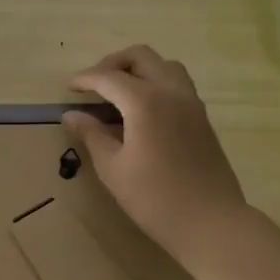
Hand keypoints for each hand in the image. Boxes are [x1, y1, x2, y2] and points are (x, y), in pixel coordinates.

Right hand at [63, 45, 247, 263]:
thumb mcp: (113, 168)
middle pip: (141, 57)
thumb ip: (91, 135)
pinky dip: (155, 82)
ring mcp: (192, 103)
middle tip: (93, 85)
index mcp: (146, 102)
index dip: (86, 79)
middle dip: (113, 64)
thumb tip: (71, 115)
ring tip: (118, 93)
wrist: (210, 221)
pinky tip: (141, 110)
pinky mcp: (202, 117)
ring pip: (164, 66)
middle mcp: (172, 92)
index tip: (69, 89)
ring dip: (138, 69)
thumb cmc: (154, 198)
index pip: (109, 77)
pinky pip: (177, 83)